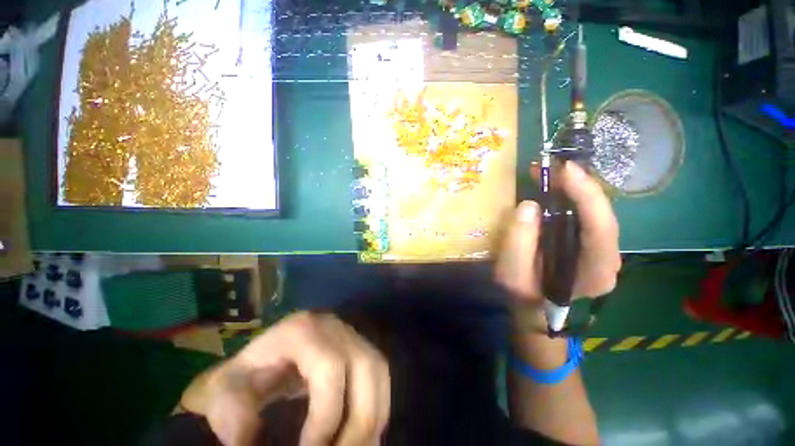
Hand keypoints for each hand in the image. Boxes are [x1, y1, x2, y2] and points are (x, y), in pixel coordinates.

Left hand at [204, 312, 389, 445]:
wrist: (270, 349)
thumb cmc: (249, 368)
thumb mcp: (227, 387)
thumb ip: (231, 413)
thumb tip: (249, 442)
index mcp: (303, 331)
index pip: (330, 369)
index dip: (327, 415)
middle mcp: (336, 327)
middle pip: (367, 366)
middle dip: (361, 421)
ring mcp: (352, 334)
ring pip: (380, 371)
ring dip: (375, 415)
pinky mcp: (361, 346)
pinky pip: (380, 376)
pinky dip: (378, 407)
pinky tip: (366, 434)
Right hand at [495, 162, 620, 315]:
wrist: (531, 306)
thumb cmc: (522, 294)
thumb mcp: (512, 273)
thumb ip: (519, 241)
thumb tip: (529, 206)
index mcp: (595, 271)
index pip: (600, 228)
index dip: (587, 195)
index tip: (566, 169)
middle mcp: (607, 258)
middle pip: (602, 215)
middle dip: (580, 186)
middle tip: (554, 166)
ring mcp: (599, 249)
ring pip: (594, 212)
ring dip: (574, 189)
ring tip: (550, 172)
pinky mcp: (587, 242)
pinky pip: (582, 215)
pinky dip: (569, 197)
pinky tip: (552, 187)